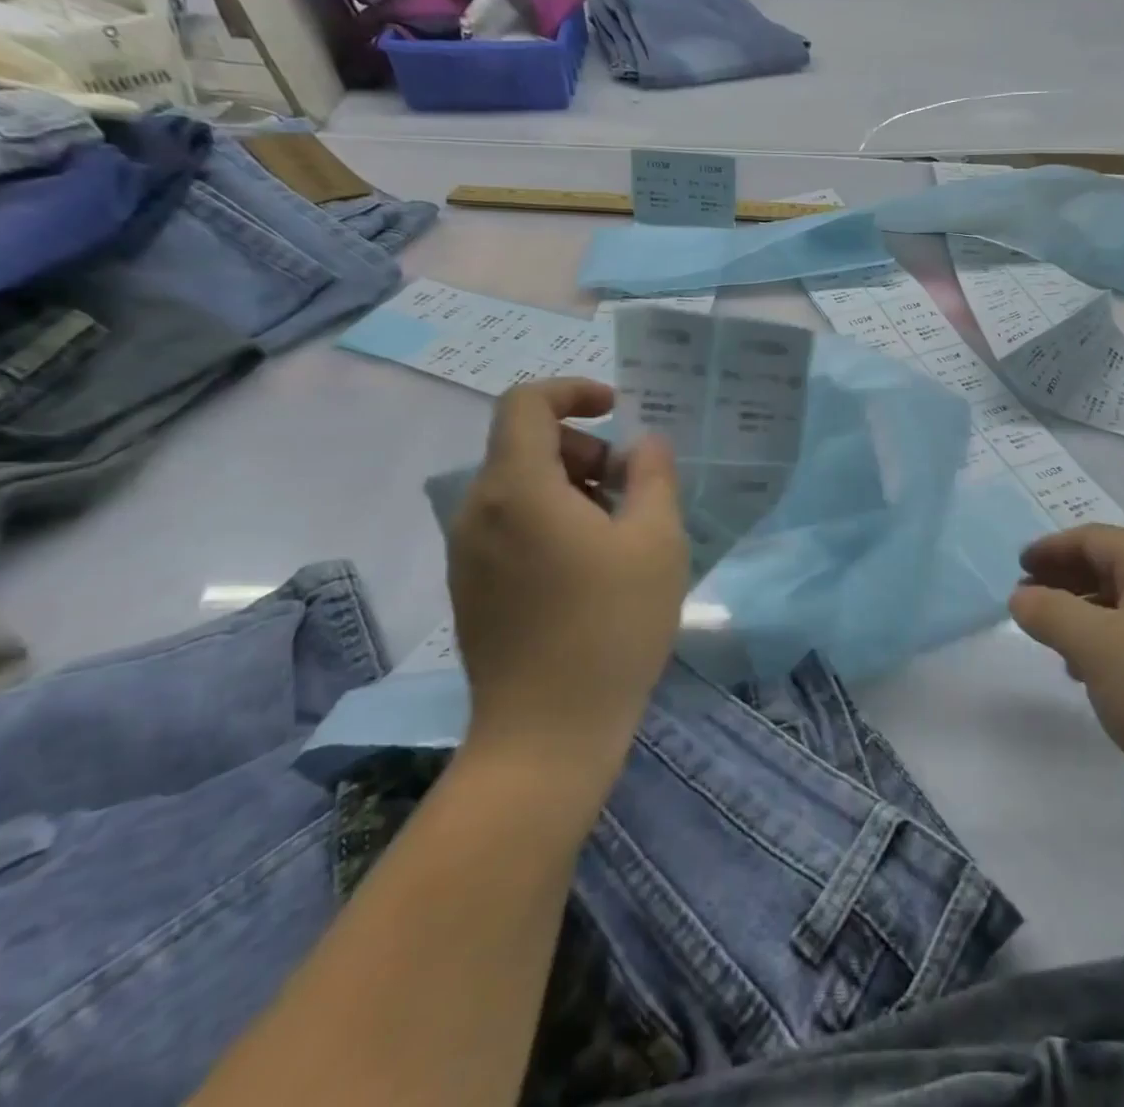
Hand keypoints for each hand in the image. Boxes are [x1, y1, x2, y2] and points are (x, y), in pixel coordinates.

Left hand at [448, 379, 688, 769]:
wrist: (547, 734)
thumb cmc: (611, 626)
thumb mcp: (656, 541)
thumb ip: (653, 476)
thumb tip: (643, 445)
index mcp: (518, 488)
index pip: (526, 403)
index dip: (573, 390)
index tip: (618, 410)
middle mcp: (478, 510)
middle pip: (524, 444)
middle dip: (584, 448)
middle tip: (632, 487)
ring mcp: (466, 552)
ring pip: (518, 486)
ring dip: (571, 485)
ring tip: (619, 531)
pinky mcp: (469, 586)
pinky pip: (508, 524)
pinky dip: (549, 518)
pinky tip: (589, 567)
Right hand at [1010, 525, 1123, 812]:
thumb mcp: (1096, 647)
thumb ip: (1050, 613)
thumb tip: (1021, 596)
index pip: (1093, 539)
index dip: (1051, 548)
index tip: (1017, 567)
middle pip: (1111, 565)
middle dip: (1065, 579)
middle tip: (1027, 601)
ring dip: (1085, 612)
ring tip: (1054, 639)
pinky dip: (1110, 640)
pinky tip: (1095, 674)